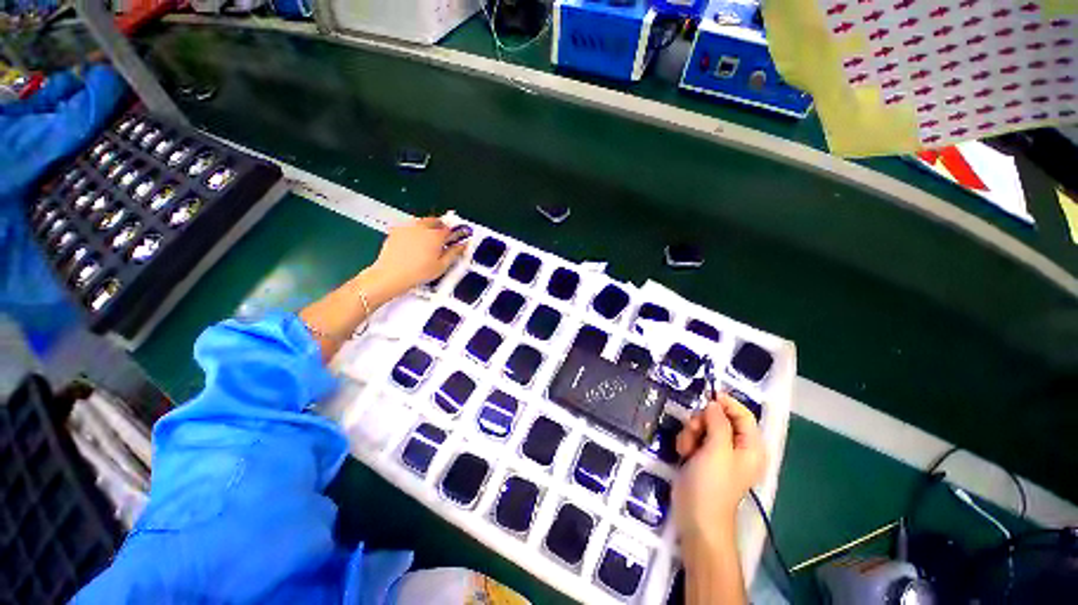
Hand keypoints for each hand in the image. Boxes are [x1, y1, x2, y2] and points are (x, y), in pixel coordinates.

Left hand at [368, 217, 465, 296]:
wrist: (392, 275)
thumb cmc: (417, 273)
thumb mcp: (442, 266)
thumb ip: (454, 253)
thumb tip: (462, 246)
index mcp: (435, 235)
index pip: (450, 229)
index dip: (455, 233)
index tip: (457, 238)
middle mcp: (422, 228)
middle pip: (435, 221)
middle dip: (441, 226)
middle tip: (444, 237)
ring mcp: (408, 228)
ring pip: (422, 222)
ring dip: (428, 227)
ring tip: (429, 240)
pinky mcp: (396, 231)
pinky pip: (409, 226)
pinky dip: (414, 231)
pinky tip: (414, 243)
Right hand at [674, 393, 766, 547]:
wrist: (696, 517)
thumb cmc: (712, 484)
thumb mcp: (718, 450)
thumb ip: (718, 423)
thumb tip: (714, 403)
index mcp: (750, 447)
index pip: (743, 415)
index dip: (727, 403)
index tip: (708, 395)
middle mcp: (736, 447)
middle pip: (719, 418)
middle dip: (702, 421)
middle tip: (694, 430)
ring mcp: (717, 452)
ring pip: (702, 426)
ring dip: (691, 432)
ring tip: (688, 449)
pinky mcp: (702, 456)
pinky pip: (693, 437)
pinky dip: (686, 441)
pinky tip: (683, 454)